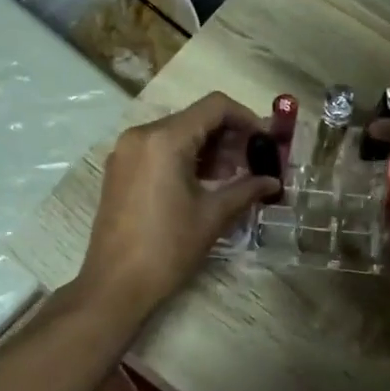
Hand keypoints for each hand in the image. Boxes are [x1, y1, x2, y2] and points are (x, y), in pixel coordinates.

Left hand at [77, 92, 279, 316]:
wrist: (115, 284)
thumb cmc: (167, 248)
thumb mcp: (212, 216)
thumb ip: (246, 189)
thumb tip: (273, 181)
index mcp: (165, 139)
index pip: (215, 106)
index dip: (246, 118)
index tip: (265, 141)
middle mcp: (141, 135)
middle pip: (195, 118)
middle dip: (229, 136)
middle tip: (254, 163)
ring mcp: (126, 151)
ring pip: (177, 133)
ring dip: (208, 148)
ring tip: (234, 177)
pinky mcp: (120, 169)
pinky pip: (159, 149)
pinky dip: (185, 157)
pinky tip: (204, 183)